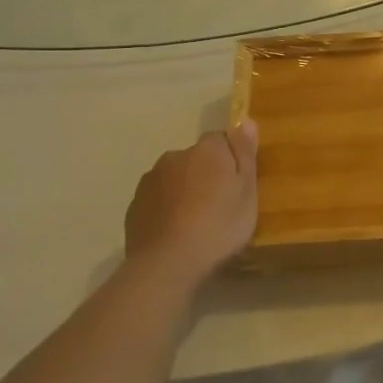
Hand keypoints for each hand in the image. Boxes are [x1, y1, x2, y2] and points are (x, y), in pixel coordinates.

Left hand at [123, 121, 259, 284]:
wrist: (169, 262)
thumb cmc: (220, 225)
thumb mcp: (247, 191)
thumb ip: (245, 153)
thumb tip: (246, 120)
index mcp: (206, 150)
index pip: (220, 140)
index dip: (231, 159)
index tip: (238, 183)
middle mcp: (174, 157)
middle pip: (196, 159)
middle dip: (206, 174)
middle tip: (220, 205)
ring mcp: (150, 181)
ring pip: (174, 179)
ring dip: (184, 190)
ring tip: (196, 222)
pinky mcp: (135, 206)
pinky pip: (158, 200)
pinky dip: (167, 209)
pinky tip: (176, 232)